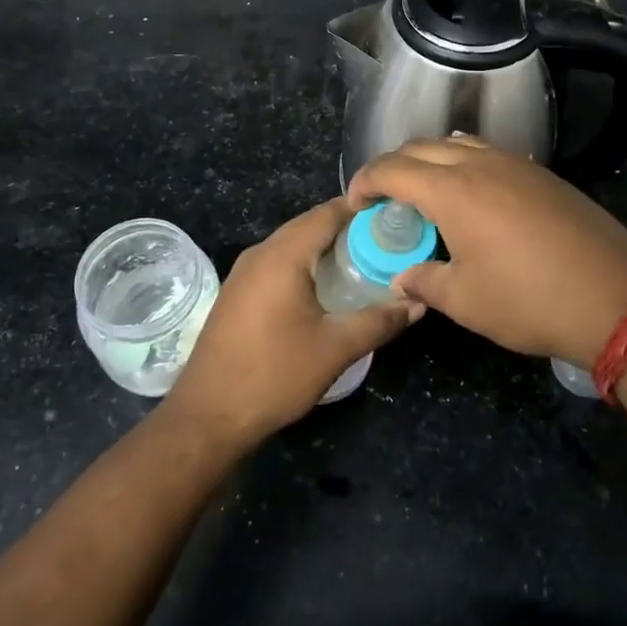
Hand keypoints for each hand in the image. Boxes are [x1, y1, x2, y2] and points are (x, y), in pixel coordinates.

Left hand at [166, 198, 421, 448]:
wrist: (208, 416)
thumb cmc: (274, 374)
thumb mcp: (336, 348)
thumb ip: (379, 320)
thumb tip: (418, 302)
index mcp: (283, 255)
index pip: (327, 213)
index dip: (362, 209)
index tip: (395, 216)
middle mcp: (260, 253)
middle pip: (309, 226)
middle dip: (348, 230)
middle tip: (387, 243)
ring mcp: (244, 273)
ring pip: (293, 245)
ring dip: (326, 249)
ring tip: (365, 264)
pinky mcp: (238, 293)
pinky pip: (278, 264)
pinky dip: (306, 265)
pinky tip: (327, 289)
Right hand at [347, 137, 626, 367]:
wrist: (616, 298)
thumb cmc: (530, 301)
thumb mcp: (465, 301)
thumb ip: (425, 282)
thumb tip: (403, 277)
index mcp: (453, 191)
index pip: (393, 169)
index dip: (365, 181)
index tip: (355, 204)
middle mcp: (481, 164)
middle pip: (421, 147)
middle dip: (392, 166)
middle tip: (382, 198)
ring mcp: (516, 164)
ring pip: (457, 143)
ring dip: (429, 160)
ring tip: (423, 192)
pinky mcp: (542, 174)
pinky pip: (488, 153)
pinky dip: (463, 163)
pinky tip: (470, 196)